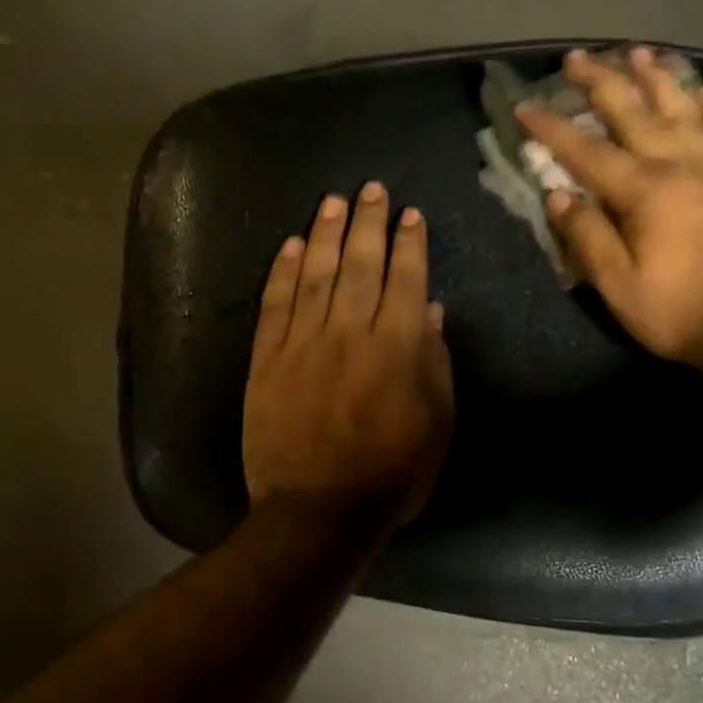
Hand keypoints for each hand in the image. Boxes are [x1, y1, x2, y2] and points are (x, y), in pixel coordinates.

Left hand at [244, 182, 454, 530]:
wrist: (316, 512)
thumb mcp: (436, 425)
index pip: (405, 279)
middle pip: (360, 264)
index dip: (410, 243)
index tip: (411, 214)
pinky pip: (274, 304)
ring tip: (334, 202)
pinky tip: (291, 245)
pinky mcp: (266, 359)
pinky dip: (282, 271)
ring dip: (326, 234)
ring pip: (315, 274)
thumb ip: (434, 363)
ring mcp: (301, 343)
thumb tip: (429, 310)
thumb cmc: (391, 475)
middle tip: (372, 190)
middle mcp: (348, 332)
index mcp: (395, 347)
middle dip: (368, 222)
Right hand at [516, 47, 702, 371]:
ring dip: (657, 79)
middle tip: (576, 58)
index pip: (586, 152)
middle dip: (600, 83)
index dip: (551, 129)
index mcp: (644, 191)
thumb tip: (558, 195)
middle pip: (634, 113)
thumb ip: (587, 236)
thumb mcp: (619, 286)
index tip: (525, 107)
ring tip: (638, 52)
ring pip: (684, 110)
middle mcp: (680, 165)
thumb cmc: (680, 312)